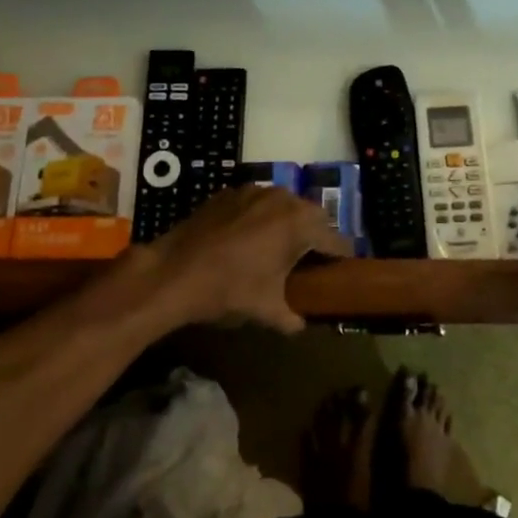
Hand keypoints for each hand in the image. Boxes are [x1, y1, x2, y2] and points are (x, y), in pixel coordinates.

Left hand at [147, 186, 351, 333]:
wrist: (174, 271)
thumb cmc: (229, 289)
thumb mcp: (266, 310)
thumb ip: (291, 318)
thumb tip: (300, 326)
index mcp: (300, 223)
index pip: (334, 239)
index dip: (341, 256)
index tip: (343, 269)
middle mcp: (283, 198)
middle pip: (312, 215)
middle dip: (315, 235)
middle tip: (310, 260)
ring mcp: (254, 191)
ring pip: (284, 204)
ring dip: (287, 222)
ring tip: (278, 248)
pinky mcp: (230, 192)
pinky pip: (257, 202)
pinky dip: (260, 216)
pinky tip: (247, 239)